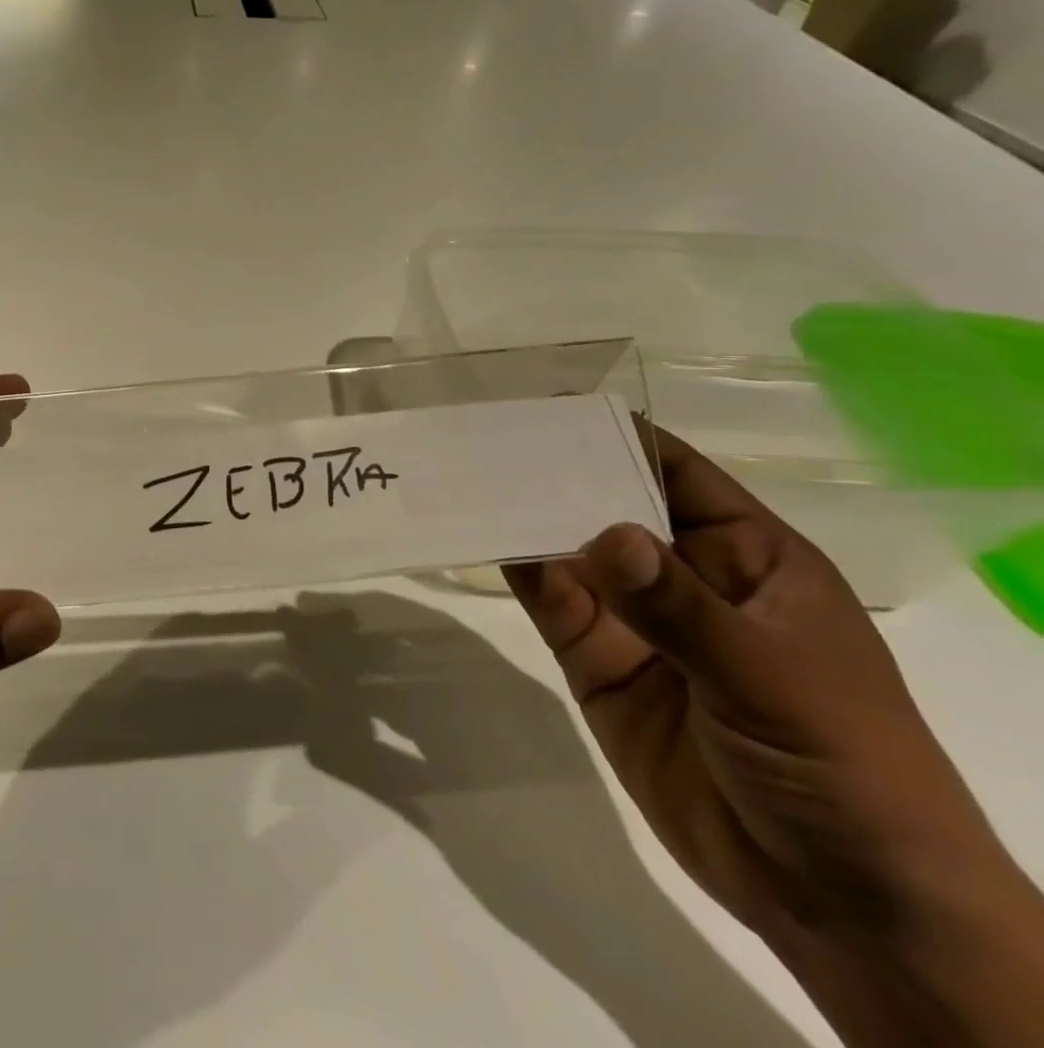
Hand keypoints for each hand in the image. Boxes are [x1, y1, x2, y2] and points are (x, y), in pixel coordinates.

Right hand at [506, 425, 1043, 1045]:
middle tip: (481, 438)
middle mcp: (682, 575)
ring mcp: (634, 619)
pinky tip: (480, 539)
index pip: (675, 472)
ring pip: (568, 550)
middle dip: (552, 474)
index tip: (547, 406)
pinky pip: (550, 602)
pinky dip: (517, 570)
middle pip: (607, 504)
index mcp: (748, 557)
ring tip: (465, 480)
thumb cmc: (846, 768)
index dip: (617, 435)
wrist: (840, 904)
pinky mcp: (594, 660)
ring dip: (523, 518)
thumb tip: (605, 532)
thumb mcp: (773, 679)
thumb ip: (681, 607)